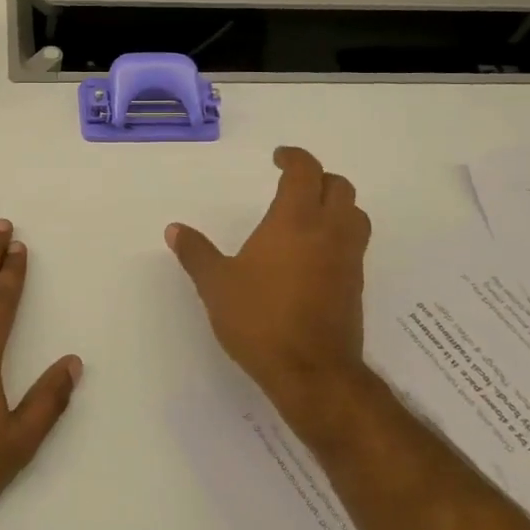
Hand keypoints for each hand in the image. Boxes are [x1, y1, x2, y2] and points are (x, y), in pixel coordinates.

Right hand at [166, 146, 370, 435]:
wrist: (312, 372)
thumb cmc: (260, 319)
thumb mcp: (216, 285)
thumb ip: (196, 253)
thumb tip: (174, 229)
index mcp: (295, 221)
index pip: (306, 172)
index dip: (294, 157)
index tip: (278, 158)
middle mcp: (328, 232)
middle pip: (340, 187)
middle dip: (318, 178)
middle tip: (294, 184)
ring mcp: (347, 260)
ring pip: (355, 215)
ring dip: (336, 205)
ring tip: (309, 215)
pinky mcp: (355, 286)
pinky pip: (354, 245)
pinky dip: (338, 235)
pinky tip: (313, 255)